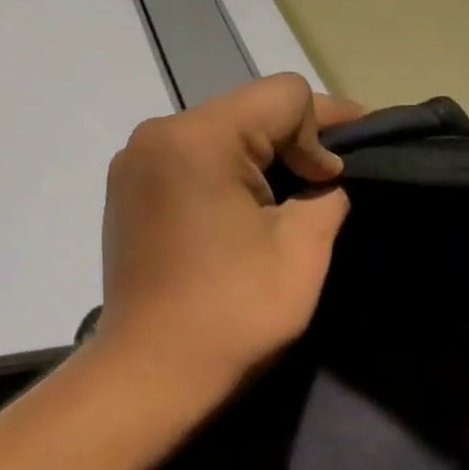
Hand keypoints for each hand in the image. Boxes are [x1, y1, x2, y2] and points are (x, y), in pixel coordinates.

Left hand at [93, 74, 362, 412]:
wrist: (147, 373)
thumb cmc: (229, 315)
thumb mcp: (302, 252)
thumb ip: (327, 196)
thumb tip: (322, 177)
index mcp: (196, 138)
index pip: (283, 96)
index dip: (327, 127)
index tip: (341, 177)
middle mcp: (156, 134)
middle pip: (248, 108)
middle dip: (295, 139)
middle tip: (330, 181)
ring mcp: (134, 160)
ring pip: (219, 130)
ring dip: (260, 155)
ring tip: (292, 197)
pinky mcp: (127, 187)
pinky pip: (190, 156)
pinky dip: (224, 170)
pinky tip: (243, 208)